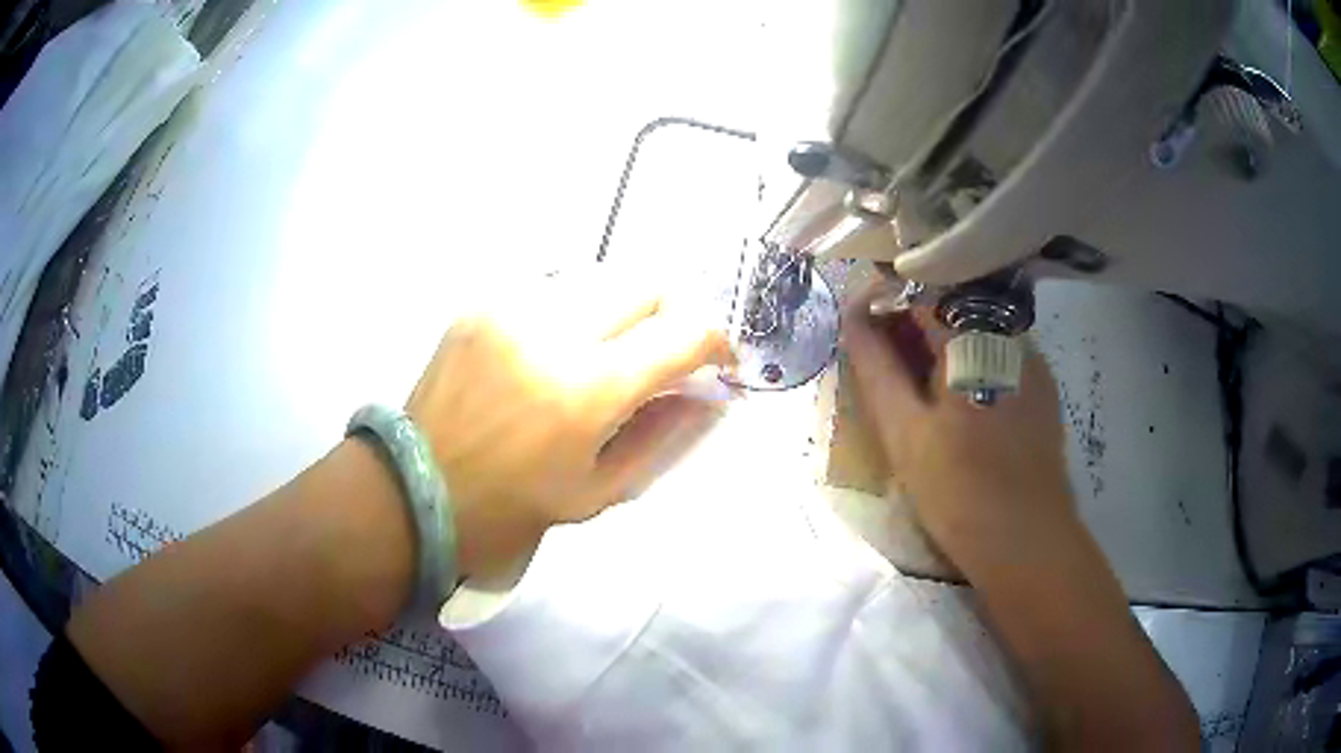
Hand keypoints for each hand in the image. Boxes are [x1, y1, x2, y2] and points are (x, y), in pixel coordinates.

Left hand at [407, 270, 733, 578]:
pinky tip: (555, 350)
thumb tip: (711, 396)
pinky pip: (552, 288)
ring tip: (606, 352)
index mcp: (586, 390)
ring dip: (621, 310)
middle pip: (646, 283)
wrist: (416, 489)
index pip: (683, 334)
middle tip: (660, 355)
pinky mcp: (482, 304)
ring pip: (600, 277)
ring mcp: (512, 309)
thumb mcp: (600, 491)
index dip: (716, 342)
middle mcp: (553, 331)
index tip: (718, 361)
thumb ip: (665, 436)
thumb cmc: (511, 506)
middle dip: (670, 315)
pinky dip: (574, 312)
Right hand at [840, 282, 1073, 554]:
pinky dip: (969, 367)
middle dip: (910, 328)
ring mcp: (1032, 360)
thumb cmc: (959, 489)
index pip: (920, 292)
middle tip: (880, 364)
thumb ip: (875, 367)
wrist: (1027, 542)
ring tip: (914, 389)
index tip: (859, 333)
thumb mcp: (904, 430)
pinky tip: (955, 405)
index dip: (883, 305)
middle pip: (950, 310)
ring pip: (975, 334)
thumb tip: (851, 319)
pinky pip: (998, 358)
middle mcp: (1009, 333)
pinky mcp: (1042, 389)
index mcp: (974, 335)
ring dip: (939, 349)